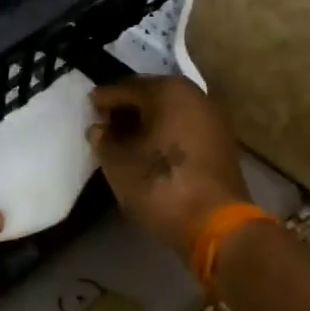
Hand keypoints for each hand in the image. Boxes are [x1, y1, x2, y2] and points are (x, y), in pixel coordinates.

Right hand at [87, 76, 249, 259]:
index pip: (127, 88)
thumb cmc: (159, 184)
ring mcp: (213, 119)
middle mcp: (195, 96)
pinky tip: (149, 150)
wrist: (214, 223)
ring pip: (170, 113)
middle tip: (104, 123)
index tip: (88, 106)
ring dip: (147, 123)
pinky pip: (184, 129)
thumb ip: (104, 140)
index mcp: (168, 91)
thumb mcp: (118, 162)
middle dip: (127, 109)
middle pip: (152, 96)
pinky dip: (165, 134)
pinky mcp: (221, 143)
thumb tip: (100, 128)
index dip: (104, 99)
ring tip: (123, 140)